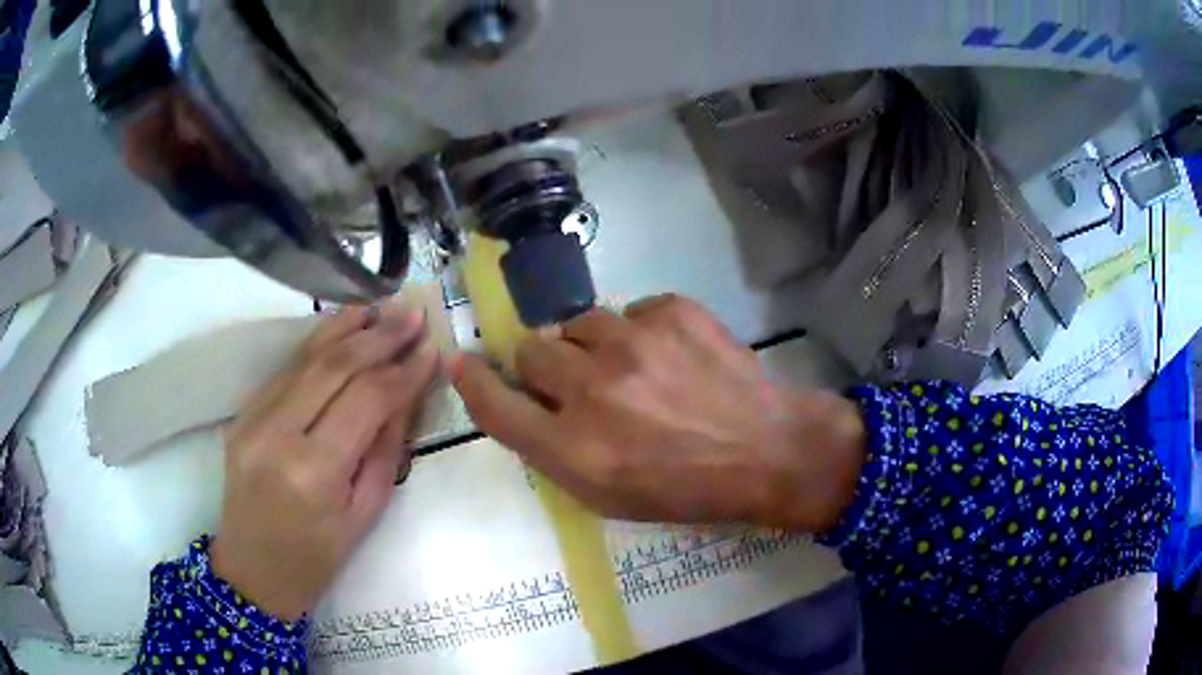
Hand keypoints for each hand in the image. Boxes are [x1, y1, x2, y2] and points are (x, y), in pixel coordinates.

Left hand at [210, 306, 439, 620]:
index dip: (402, 371)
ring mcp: (252, 418)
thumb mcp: (366, 512)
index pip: (365, 400)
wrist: (253, 570)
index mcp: (314, 471)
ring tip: (382, 309)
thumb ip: (386, 447)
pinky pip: (286, 369)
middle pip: (334, 367)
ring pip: (306, 357)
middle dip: (379, 337)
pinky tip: (342, 327)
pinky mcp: (242, 412)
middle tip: (413, 315)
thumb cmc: (318, 556)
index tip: (432, 349)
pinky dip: (317, 343)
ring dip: (347, 327)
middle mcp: (277, 434)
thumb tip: (407, 392)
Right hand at [450, 295, 865, 531]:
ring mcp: (633, 341)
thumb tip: (522, 399)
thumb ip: (553, 448)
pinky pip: (629, 312)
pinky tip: (672, 358)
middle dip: (547, 364)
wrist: (768, 449)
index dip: (474, 381)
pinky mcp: (670, 311)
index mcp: (574, 449)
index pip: (496, 404)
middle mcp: (592, 390)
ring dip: (592, 345)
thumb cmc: (685, 487)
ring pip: (578, 322)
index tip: (464, 362)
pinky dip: (640, 333)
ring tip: (632, 369)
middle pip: (531, 348)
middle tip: (580, 381)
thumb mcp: (608, 495)